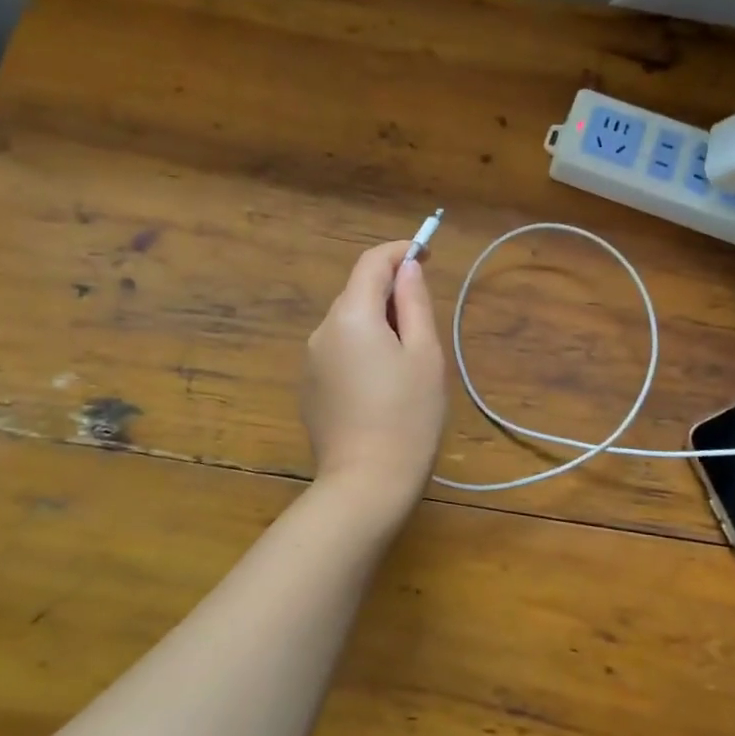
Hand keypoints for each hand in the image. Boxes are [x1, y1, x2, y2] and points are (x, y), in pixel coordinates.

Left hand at [302, 240, 447, 510]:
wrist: (366, 484)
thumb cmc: (408, 416)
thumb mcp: (424, 354)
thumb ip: (414, 303)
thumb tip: (408, 267)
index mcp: (351, 316)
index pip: (371, 263)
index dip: (399, 252)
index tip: (426, 255)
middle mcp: (322, 330)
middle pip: (356, 292)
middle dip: (389, 291)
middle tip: (424, 318)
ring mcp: (310, 360)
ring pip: (347, 322)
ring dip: (376, 322)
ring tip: (407, 358)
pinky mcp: (309, 387)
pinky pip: (338, 350)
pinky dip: (361, 348)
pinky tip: (381, 383)